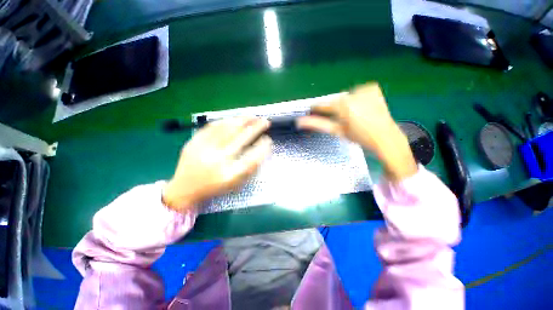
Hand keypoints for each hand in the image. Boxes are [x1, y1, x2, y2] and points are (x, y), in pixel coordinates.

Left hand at [163, 117, 272, 211]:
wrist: (184, 188)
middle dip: (256, 128)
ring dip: (243, 120)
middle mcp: (217, 160)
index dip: (262, 147)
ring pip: (228, 129)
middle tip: (265, 121)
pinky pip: (212, 127)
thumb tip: (262, 149)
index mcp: (228, 175)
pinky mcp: (194, 141)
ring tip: (253, 116)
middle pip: (241, 139)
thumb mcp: (234, 183)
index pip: (252, 158)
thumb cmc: (214, 187)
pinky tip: (234, 118)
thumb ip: (249, 167)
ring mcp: (204, 149)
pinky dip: (226, 121)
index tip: (269, 140)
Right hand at [297, 83, 416, 180]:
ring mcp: (364, 89)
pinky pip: (357, 91)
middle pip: (334, 100)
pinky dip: (356, 98)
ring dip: (345, 104)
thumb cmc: (359, 137)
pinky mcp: (372, 88)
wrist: (385, 137)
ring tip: (353, 115)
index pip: (323, 105)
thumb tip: (299, 122)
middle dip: (334, 109)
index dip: (317, 109)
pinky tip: (362, 107)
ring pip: (345, 96)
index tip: (313, 111)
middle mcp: (353, 94)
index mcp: (343, 105)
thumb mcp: (337, 131)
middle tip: (340, 119)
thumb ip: (317, 124)